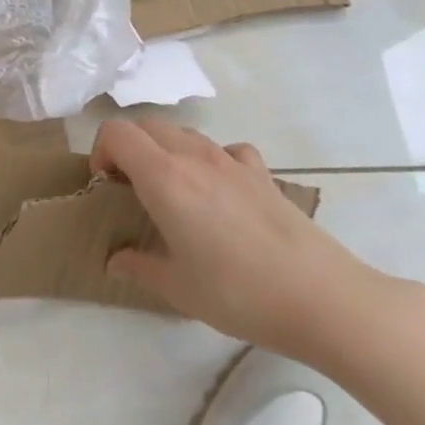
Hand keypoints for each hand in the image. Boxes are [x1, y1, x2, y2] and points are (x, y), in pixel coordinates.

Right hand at [93, 117, 379, 358]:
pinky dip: (211, 159)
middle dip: (128, 148)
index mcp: (164, 177)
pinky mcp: (263, 174)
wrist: (323, 299)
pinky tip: (220, 192)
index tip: (107, 186)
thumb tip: (114, 261)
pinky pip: (225, 149)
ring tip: (173, 192)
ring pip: (184, 133)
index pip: (116, 133)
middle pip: (146, 125)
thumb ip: (138, 267)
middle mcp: (194, 157)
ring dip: (165, 150)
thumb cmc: (238, 293)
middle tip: (131, 188)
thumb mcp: (177, 288)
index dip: (101, 151)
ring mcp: (232, 161)